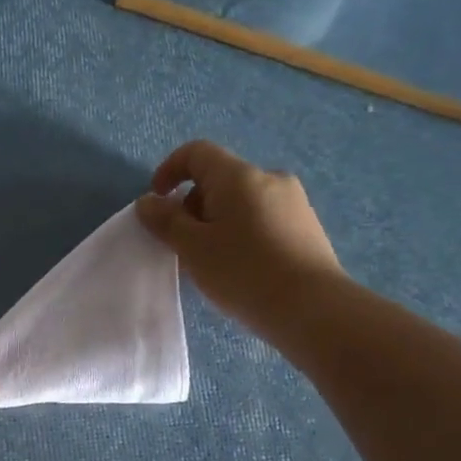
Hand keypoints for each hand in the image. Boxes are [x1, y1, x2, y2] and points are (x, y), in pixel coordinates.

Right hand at [135, 140, 344, 338]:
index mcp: (238, 176)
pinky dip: (241, 232)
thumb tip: (148, 202)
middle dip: (192, 205)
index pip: (196, 152)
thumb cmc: (243, 272)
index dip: (169, 170)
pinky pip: (262, 218)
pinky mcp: (307, 226)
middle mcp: (269, 178)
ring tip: (210, 261)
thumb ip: (165, 221)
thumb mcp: (193, 248)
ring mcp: (293, 202)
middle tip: (183, 244)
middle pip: (219, 178)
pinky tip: (240, 268)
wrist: (312, 308)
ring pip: (241, 201)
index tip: (157, 202)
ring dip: (216, 222)